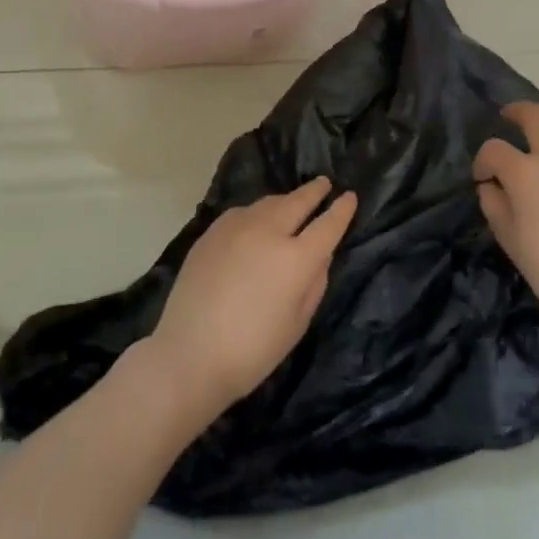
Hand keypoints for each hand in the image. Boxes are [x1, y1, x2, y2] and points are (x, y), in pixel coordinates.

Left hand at [148, 177, 357, 418]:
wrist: (188, 354)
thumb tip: (320, 255)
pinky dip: (258, 211)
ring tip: (293, 202)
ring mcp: (236, 227)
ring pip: (269, 202)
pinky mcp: (212, 232)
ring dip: (286, 200)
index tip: (350, 196)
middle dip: (315, 191)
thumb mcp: (297, 324)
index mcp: (295, 259)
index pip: (327, 225)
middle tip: (324, 183)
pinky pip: (243, 212)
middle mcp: (268, 232)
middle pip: (297, 201)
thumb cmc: (252, 351)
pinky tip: (257, 220)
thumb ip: (314, 283)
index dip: (342, 210)